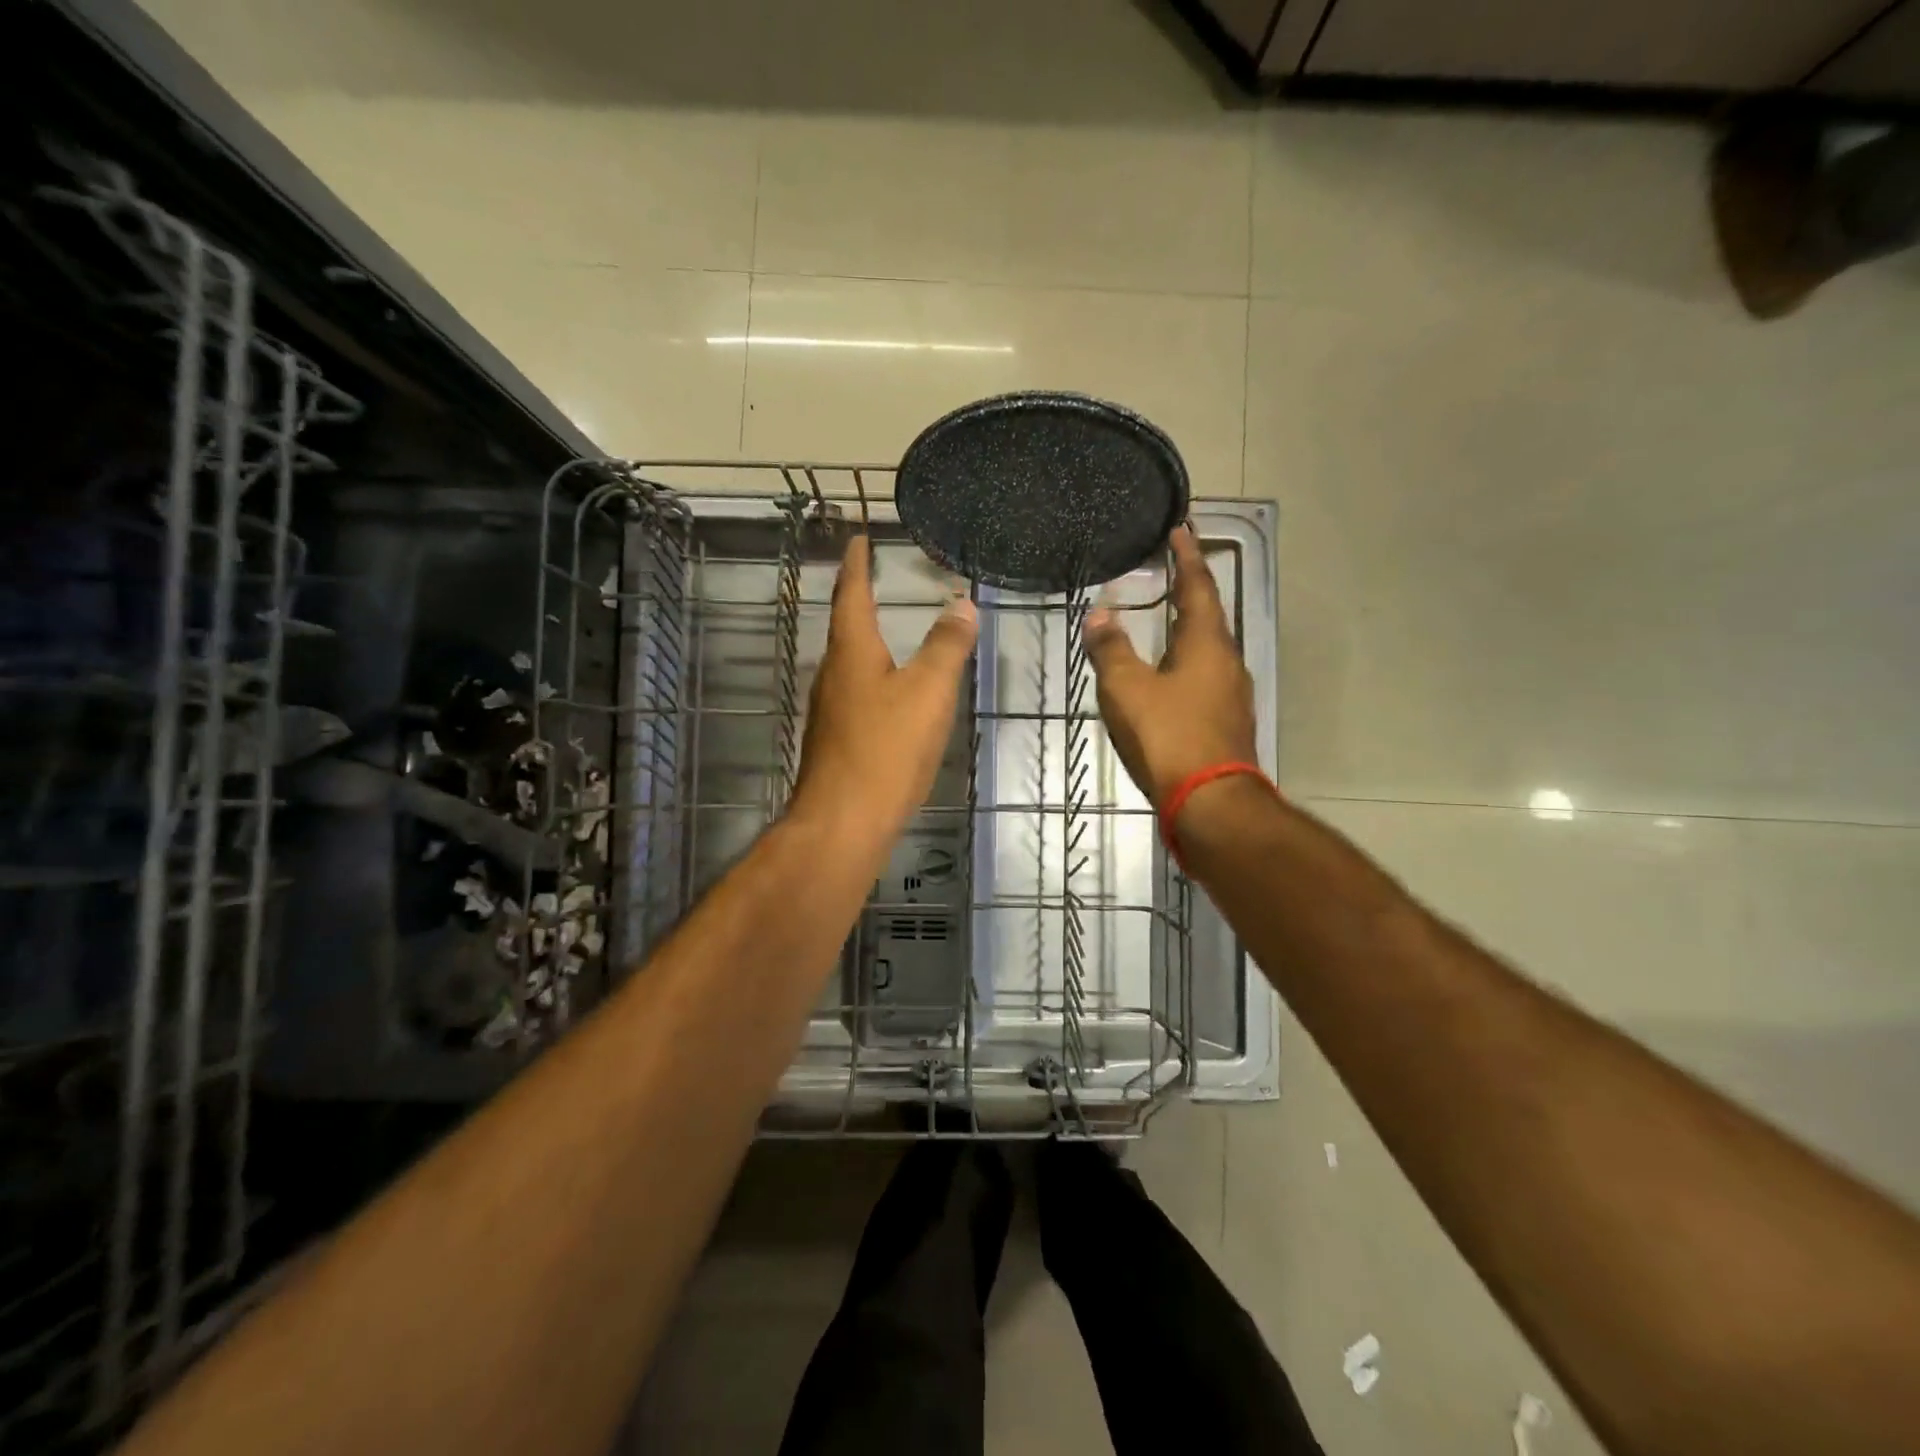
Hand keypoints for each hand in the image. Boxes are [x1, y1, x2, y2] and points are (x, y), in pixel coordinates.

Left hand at [789, 535, 978, 839]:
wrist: (844, 822)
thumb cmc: (886, 748)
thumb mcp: (928, 691)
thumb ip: (946, 646)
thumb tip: (962, 604)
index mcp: (852, 652)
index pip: (852, 594)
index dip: (857, 564)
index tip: (859, 539)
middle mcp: (833, 674)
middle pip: (846, 628)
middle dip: (860, 600)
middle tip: (876, 579)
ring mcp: (830, 710)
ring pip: (851, 664)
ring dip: (867, 641)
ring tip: (889, 630)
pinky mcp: (836, 741)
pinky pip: (857, 695)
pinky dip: (875, 679)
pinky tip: (891, 695)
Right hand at [1082, 524, 1257, 808]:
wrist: (1210, 803)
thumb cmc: (1168, 736)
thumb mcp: (1127, 689)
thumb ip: (1111, 649)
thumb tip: (1099, 614)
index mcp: (1206, 643)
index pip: (1198, 586)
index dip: (1187, 556)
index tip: (1182, 528)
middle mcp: (1227, 662)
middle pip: (1209, 615)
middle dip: (1190, 590)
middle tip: (1171, 570)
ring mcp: (1232, 694)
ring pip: (1209, 648)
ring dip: (1190, 628)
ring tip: (1167, 618)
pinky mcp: (1228, 722)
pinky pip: (1207, 676)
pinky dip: (1188, 661)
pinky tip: (1172, 675)